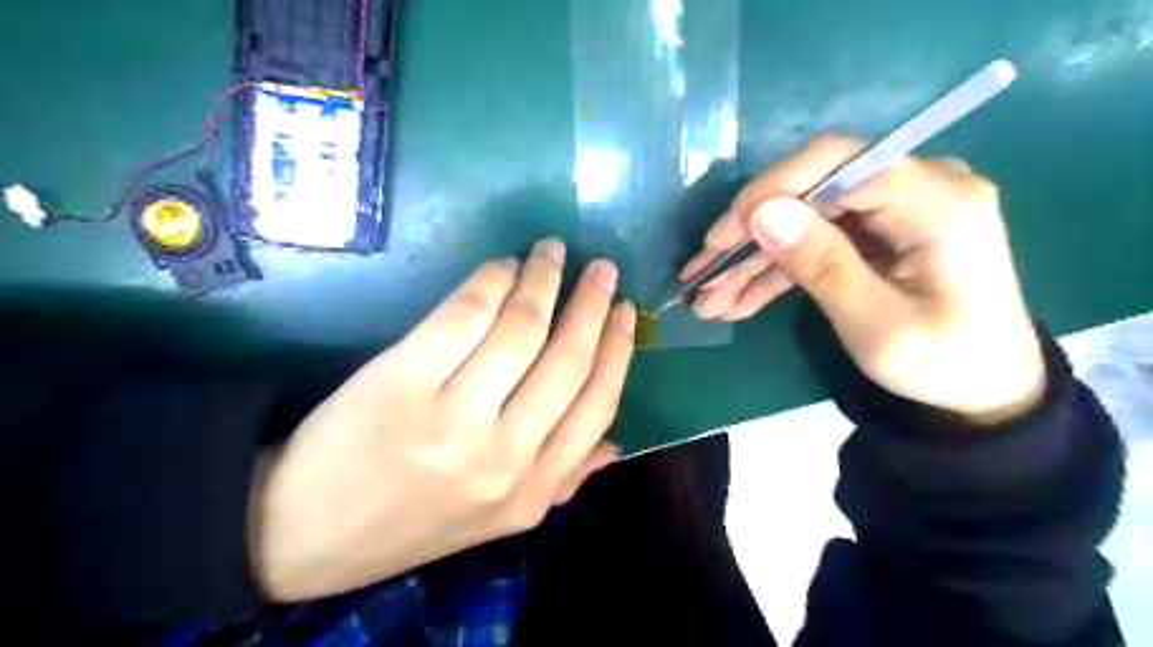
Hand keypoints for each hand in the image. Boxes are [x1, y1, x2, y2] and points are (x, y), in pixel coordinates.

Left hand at [247, 241, 638, 600]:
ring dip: (543, 279)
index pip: (596, 405)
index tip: (626, 310)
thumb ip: (563, 482)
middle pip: (566, 360)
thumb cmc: (411, 519)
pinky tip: (502, 267)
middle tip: (601, 268)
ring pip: (521, 329)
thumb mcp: (499, 518)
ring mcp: (452, 417)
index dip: (617, 350)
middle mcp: (503, 456)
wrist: (305, 531)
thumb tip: (616, 444)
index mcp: (532, 491)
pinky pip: (465, 315)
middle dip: (592, 304)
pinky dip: (491, 281)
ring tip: (551, 254)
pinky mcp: (402, 380)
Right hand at [677, 133, 1051, 420]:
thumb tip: (762, 213)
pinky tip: (735, 300)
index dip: (772, 191)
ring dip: (752, 259)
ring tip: (707, 297)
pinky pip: (812, 241)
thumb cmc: (942, 363)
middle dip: (749, 234)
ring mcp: (890, 210)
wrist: (983, 389)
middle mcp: (915, 188)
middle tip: (701, 274)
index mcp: (936, 200)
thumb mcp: (877, 325)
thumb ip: (822, 265)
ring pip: (801, 219)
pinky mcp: (871, 233)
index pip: (839, 162)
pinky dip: (773, 271)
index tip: (723, 237)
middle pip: (811, 189)